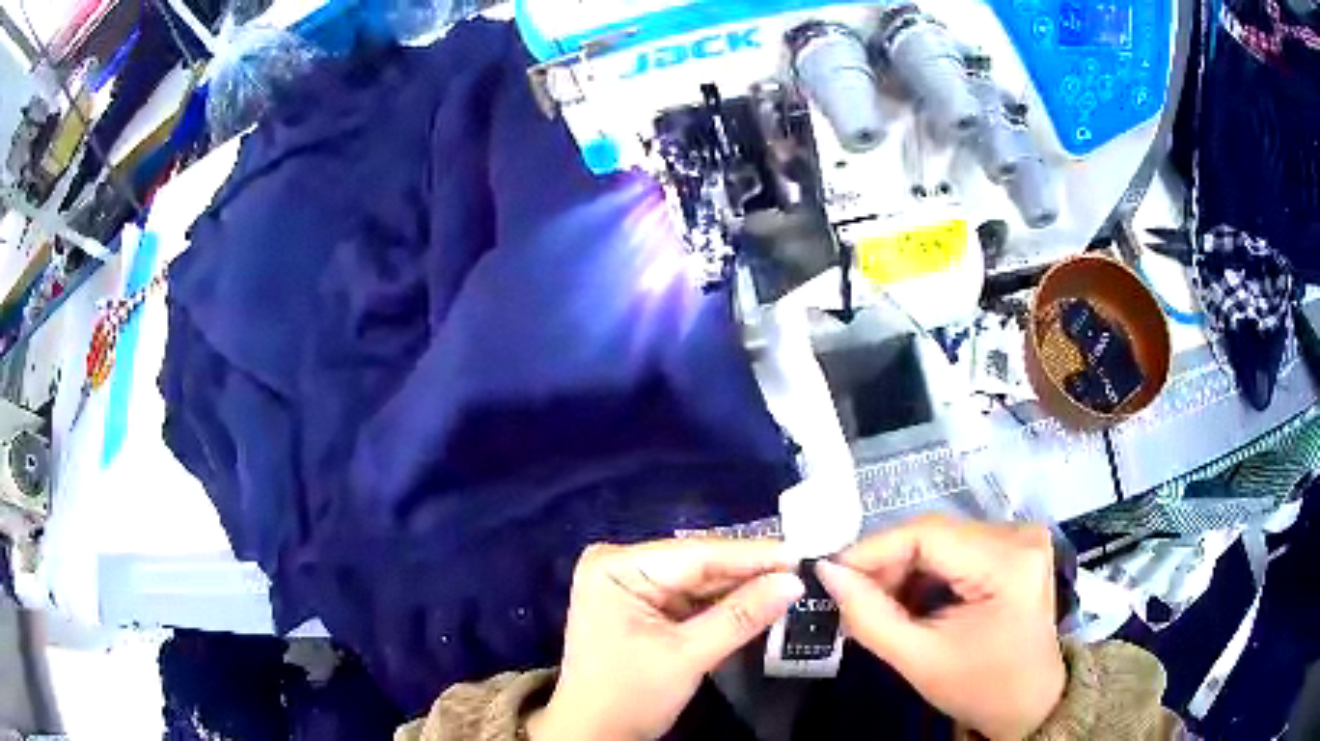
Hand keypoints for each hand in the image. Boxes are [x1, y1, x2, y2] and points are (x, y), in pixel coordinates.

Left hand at [528, 538, 803, 740]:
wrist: (594, 734)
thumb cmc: (629, 696)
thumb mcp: (687, 657)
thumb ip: (741, 616)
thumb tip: (794, 582)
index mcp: (616, 567)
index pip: (696, 554)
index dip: (753, 555)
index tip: (801, 551)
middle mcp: (620, 565)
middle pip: (699, 564)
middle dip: (750, 571)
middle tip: (804, 567)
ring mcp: (632, 585)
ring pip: (700, 581)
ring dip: (742, 587)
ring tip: (792, 580)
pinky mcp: (644, 606)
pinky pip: (693, 598)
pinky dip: (725, 604)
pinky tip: (761, 598)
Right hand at [815, 516, 1064, 739]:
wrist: (1028, 703)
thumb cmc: (979, 688)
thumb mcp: (919, 660)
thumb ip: (869, 616)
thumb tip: (827, 573)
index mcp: (1008, 563)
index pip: (927, 534)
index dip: (872, 550)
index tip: (830, 576)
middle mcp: (1020, 535)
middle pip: (934, 534)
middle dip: (887, 565)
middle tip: (851, 600)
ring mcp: (1021, 538)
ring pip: (941, 540)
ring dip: (904, 569)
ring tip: (880, 607)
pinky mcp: (1015, 548)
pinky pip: (957, 548)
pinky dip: (926, 572)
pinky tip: (912, 602)